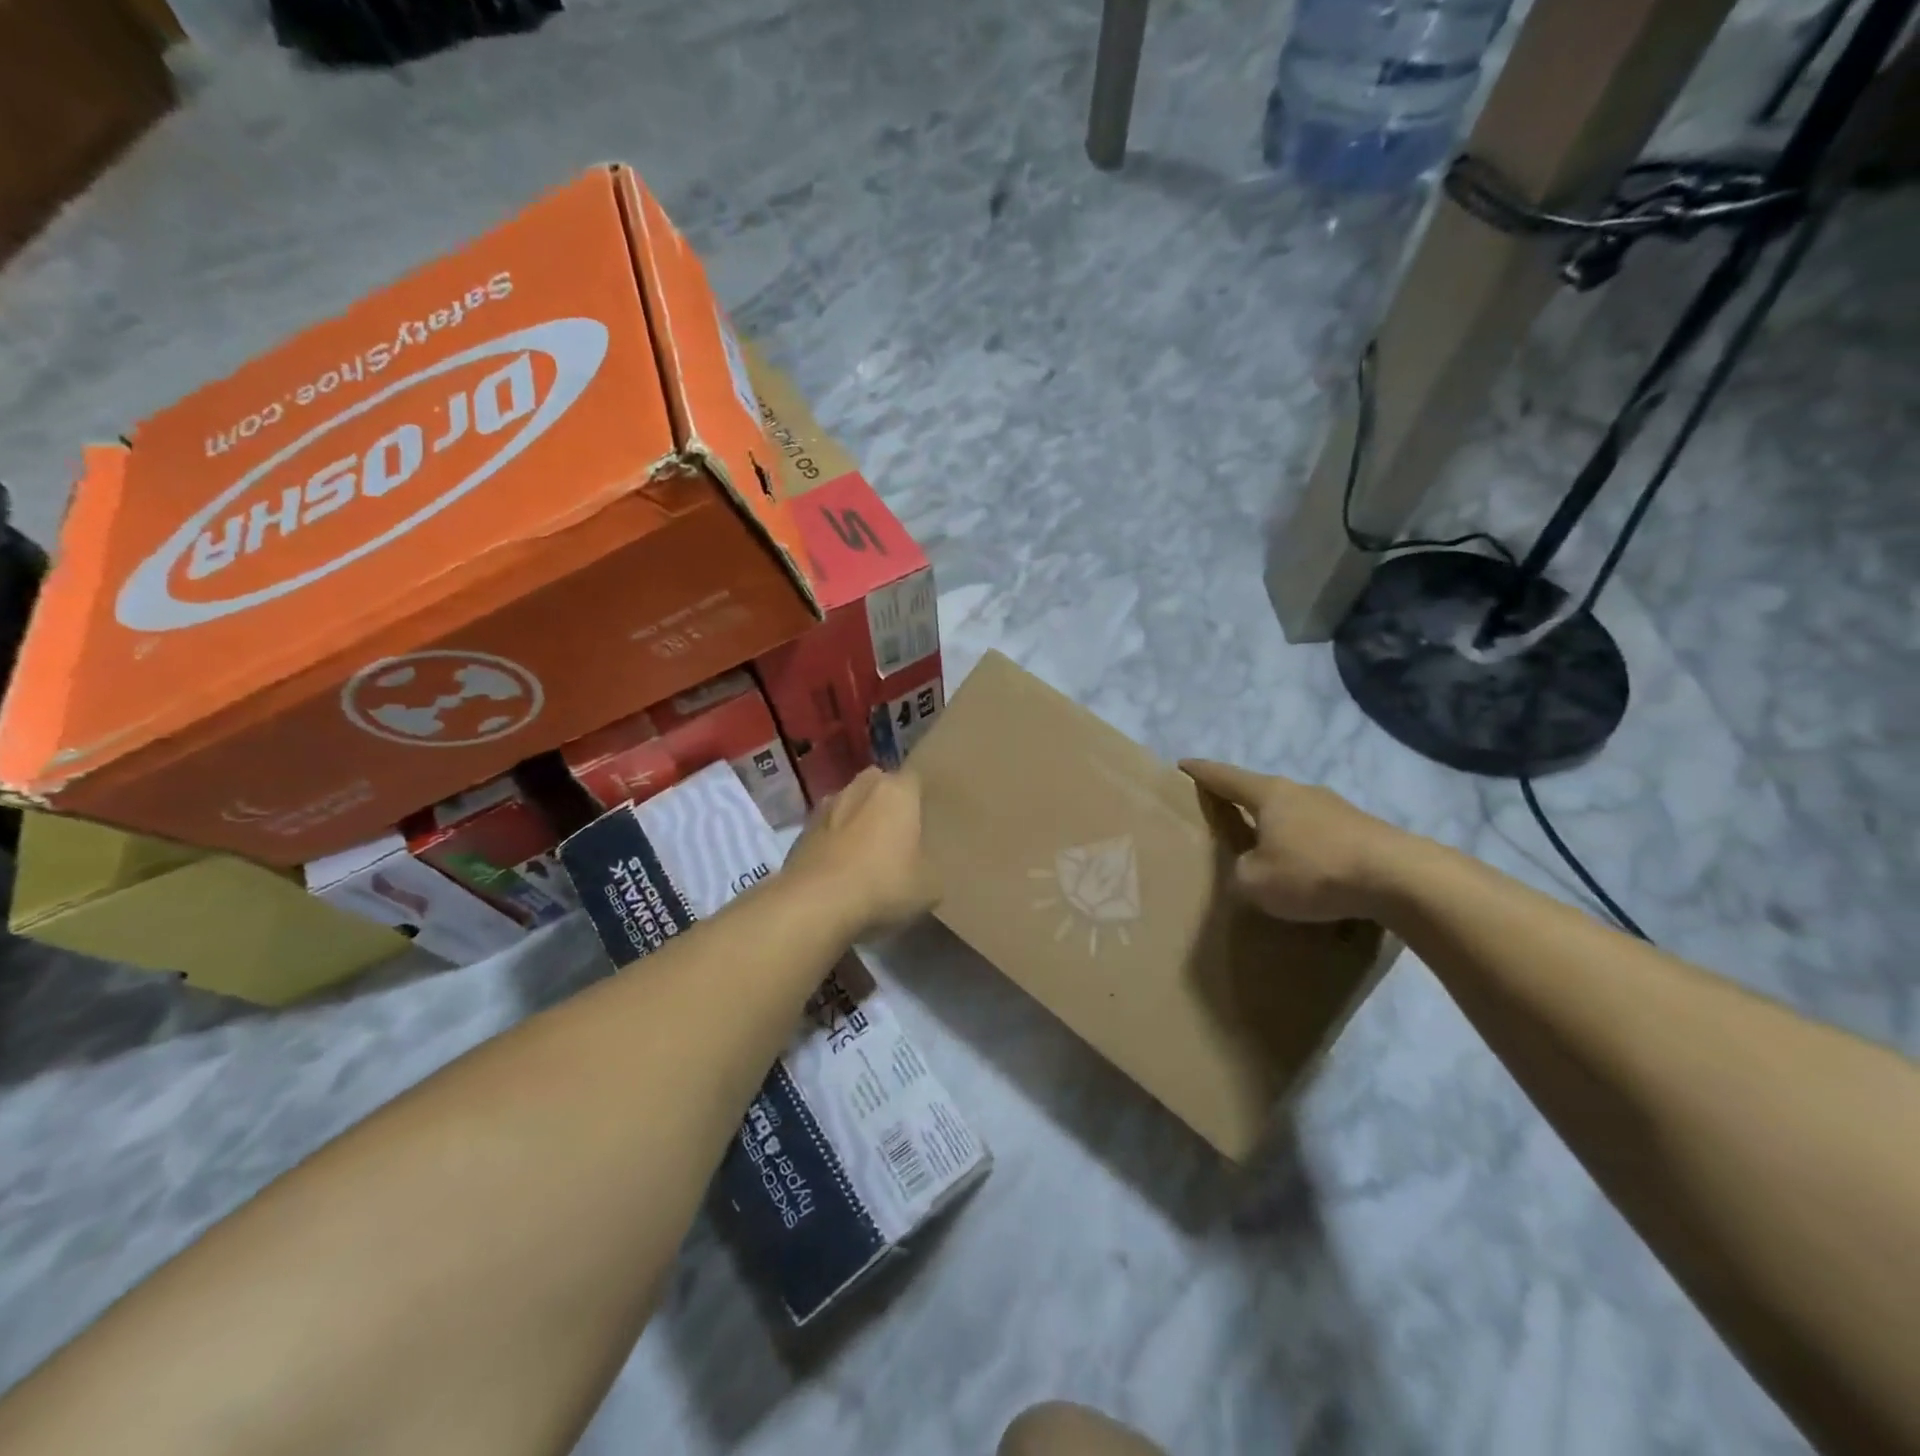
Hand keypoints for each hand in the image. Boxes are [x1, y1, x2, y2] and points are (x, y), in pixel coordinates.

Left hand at [782, 767, 938, 937]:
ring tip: (864, 854)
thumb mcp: (929, 886)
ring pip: (849, 805)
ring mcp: (826, 806)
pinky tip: (839, 870)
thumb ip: (930, 866)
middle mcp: (861, 787)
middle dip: (885, 803)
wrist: (816, 903)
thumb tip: (923, 867)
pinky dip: (833, 843)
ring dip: (856, 821)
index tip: (925, 820)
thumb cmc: (883, 884)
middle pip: (878, 785)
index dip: (919, 798)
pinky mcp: (801, 830)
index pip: (914, 779)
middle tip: (896, 834)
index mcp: (897, 791)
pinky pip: (826, 830)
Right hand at [1179, 759, 1407, 923]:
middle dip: (1242, 804)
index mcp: (1269, 794)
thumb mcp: (1255, 882)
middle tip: (1224, 818)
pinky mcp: (1364, 831)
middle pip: (1262, 793)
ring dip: (1278, 830)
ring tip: (1268, 852)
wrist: (1400, 879)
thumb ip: (1240, 872)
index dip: (1201, 772)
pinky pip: (1321, 836)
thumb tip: (1249, 868)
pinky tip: (1309, 873)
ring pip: (1294, 815)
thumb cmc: (1314, 871)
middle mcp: (1301, 792)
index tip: (1182, 764)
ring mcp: (1337, 809)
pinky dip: (1307, 849)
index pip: (1225, 777)